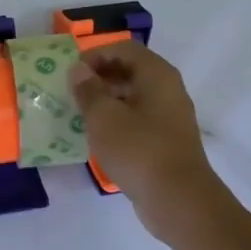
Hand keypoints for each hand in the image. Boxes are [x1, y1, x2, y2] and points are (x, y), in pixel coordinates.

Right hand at [71, 44, 220, 240]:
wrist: (179, 200)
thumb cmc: (139, 150)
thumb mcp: (104, 117)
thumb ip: (88, 89)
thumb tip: (78, 70)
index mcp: (156, 75)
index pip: (123, 48)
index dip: (95, 55)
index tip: (71, 73)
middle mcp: (167, 89)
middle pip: (130, 70)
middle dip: (99, 78)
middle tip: (72, 93)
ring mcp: (170, 116)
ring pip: (133, 97)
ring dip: (106, 101)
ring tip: (80, 115)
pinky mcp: (167, 140)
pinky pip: (138, 119)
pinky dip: (117, 121)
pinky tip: (98, 137)